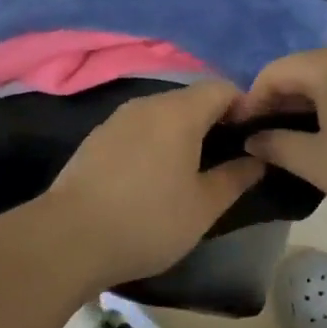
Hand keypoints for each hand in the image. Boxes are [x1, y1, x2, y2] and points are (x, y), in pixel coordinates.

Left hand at [44, 80, 265, 288]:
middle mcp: (148, 104)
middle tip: (226, 158)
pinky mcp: (97, 138)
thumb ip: (236, 177)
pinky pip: (138, 128)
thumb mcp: (203, 207)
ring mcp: (117, 119)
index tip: (252, 139)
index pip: (222, 88)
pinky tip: (151, 176)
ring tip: (190, 170)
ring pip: (162, 112)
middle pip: (191, 98)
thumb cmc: (148, 220)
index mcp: (179, 112)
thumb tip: (258, 159)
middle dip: (213, 120)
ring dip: (182, 132)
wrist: (68, 239)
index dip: (244, 108)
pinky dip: (154, 141)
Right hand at [236, 46, 326, 235]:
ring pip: (325, 78)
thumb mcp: (320, 164)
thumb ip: (278, 146)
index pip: (275, 72)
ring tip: (290, 140)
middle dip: (276, 102)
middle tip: (261, 139)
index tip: (239, 132)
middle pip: (301, 70)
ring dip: (303, 105)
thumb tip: (252, 138)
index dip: (251, 100)